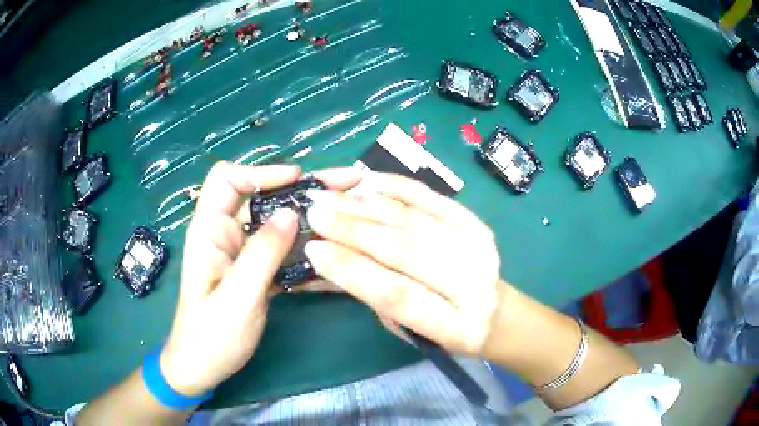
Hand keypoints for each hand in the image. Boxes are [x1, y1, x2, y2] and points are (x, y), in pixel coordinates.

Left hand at [160, 162, 358, 396]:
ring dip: (307, 217)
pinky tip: (331, 249)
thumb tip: (292, 212)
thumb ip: (262, 253)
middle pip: (260, 195)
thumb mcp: (238, 297)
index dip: (261, 171)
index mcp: (209, 230)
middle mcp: (225, 233)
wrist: (202, 367)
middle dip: (299, 188)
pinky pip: (281, 248)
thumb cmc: (211, 336)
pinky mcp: (254, 269)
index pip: (228, 178)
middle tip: (343, 185)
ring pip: (275, 221)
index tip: (298, 180)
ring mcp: (241, 252)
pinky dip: (304, 245)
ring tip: (346, 214)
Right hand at [304, 172, 502, 354]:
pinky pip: (430, 196)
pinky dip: (394, 186)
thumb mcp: (407, 329)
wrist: (497, 312)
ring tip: (328, 194)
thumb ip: (374, 295)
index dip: (352, 270)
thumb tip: (329, 259)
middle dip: (352, 229)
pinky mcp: (475, 222)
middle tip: (314, 212)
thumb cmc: (444, 331)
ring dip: (364, 204)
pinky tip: (363, 181)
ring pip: (413, 218)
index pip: (397, 294)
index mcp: (455, 327)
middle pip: (404, 248)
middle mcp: (471, 283)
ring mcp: (477, 247)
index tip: (313, 250)